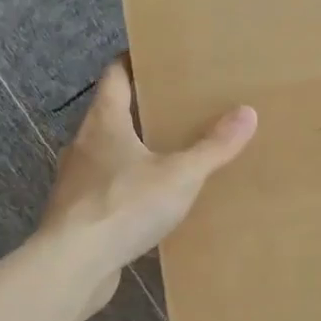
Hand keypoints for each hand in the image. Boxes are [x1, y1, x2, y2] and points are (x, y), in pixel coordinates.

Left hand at [39, 58, 256, 312]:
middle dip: (140, 108)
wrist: (73, 264)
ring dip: (131, 150)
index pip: (115, 76)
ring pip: (106, 153)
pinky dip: (125, 186)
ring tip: (167, 154)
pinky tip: (148, 201)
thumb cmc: (124, 206)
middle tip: (176, 106)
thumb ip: (213, 147)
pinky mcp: (77, 213)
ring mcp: (75, 180)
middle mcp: (83, 144)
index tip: (155, 57)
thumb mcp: (180, 175)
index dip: (132, 62)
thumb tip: (248, 112)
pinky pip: (105, 189)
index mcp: (104, 122)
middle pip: (110, 114)